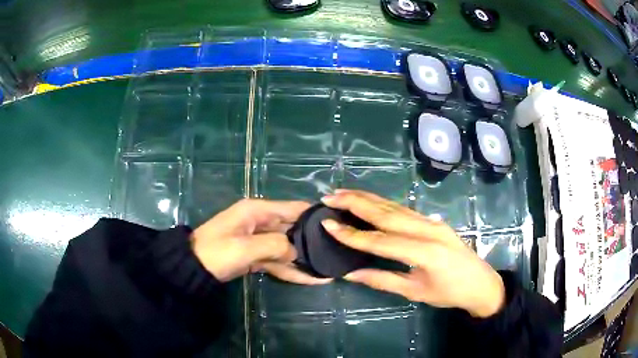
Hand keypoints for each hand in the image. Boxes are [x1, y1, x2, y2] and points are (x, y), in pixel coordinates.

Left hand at [191, 199, 330, 284]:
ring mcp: (259, 241)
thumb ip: (276, 246)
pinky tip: (312, 279)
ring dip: (305, 259)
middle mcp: (261, 222)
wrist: (193, 269)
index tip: (337, 223)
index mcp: (258, 211)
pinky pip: (278, 261)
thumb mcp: (246, 247)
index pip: (293, 208)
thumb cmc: (217, 252)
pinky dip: (292, 270)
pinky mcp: (256, 256)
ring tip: (330, 269)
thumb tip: (296, 251)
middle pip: (293, 229)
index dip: (314, 215)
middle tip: (337, 251)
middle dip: (313, 240)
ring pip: (287, 248)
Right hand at [321, 190, 504, 317]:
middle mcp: (428, 230)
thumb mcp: (416, 292)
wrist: (481, 283)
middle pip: (386, 213)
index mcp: (424, 252)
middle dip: (356, 203)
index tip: (327, 223)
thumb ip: (383, 280)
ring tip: (344, 193)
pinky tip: (370, 201)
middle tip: (330, 196)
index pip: (380, 240)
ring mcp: (433, 222)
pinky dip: (383, 204)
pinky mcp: (434, 221)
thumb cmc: (449, 293)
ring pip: (395, 206)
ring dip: (368, 199)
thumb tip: (350, 273)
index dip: (352, 234)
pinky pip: (405, 209)